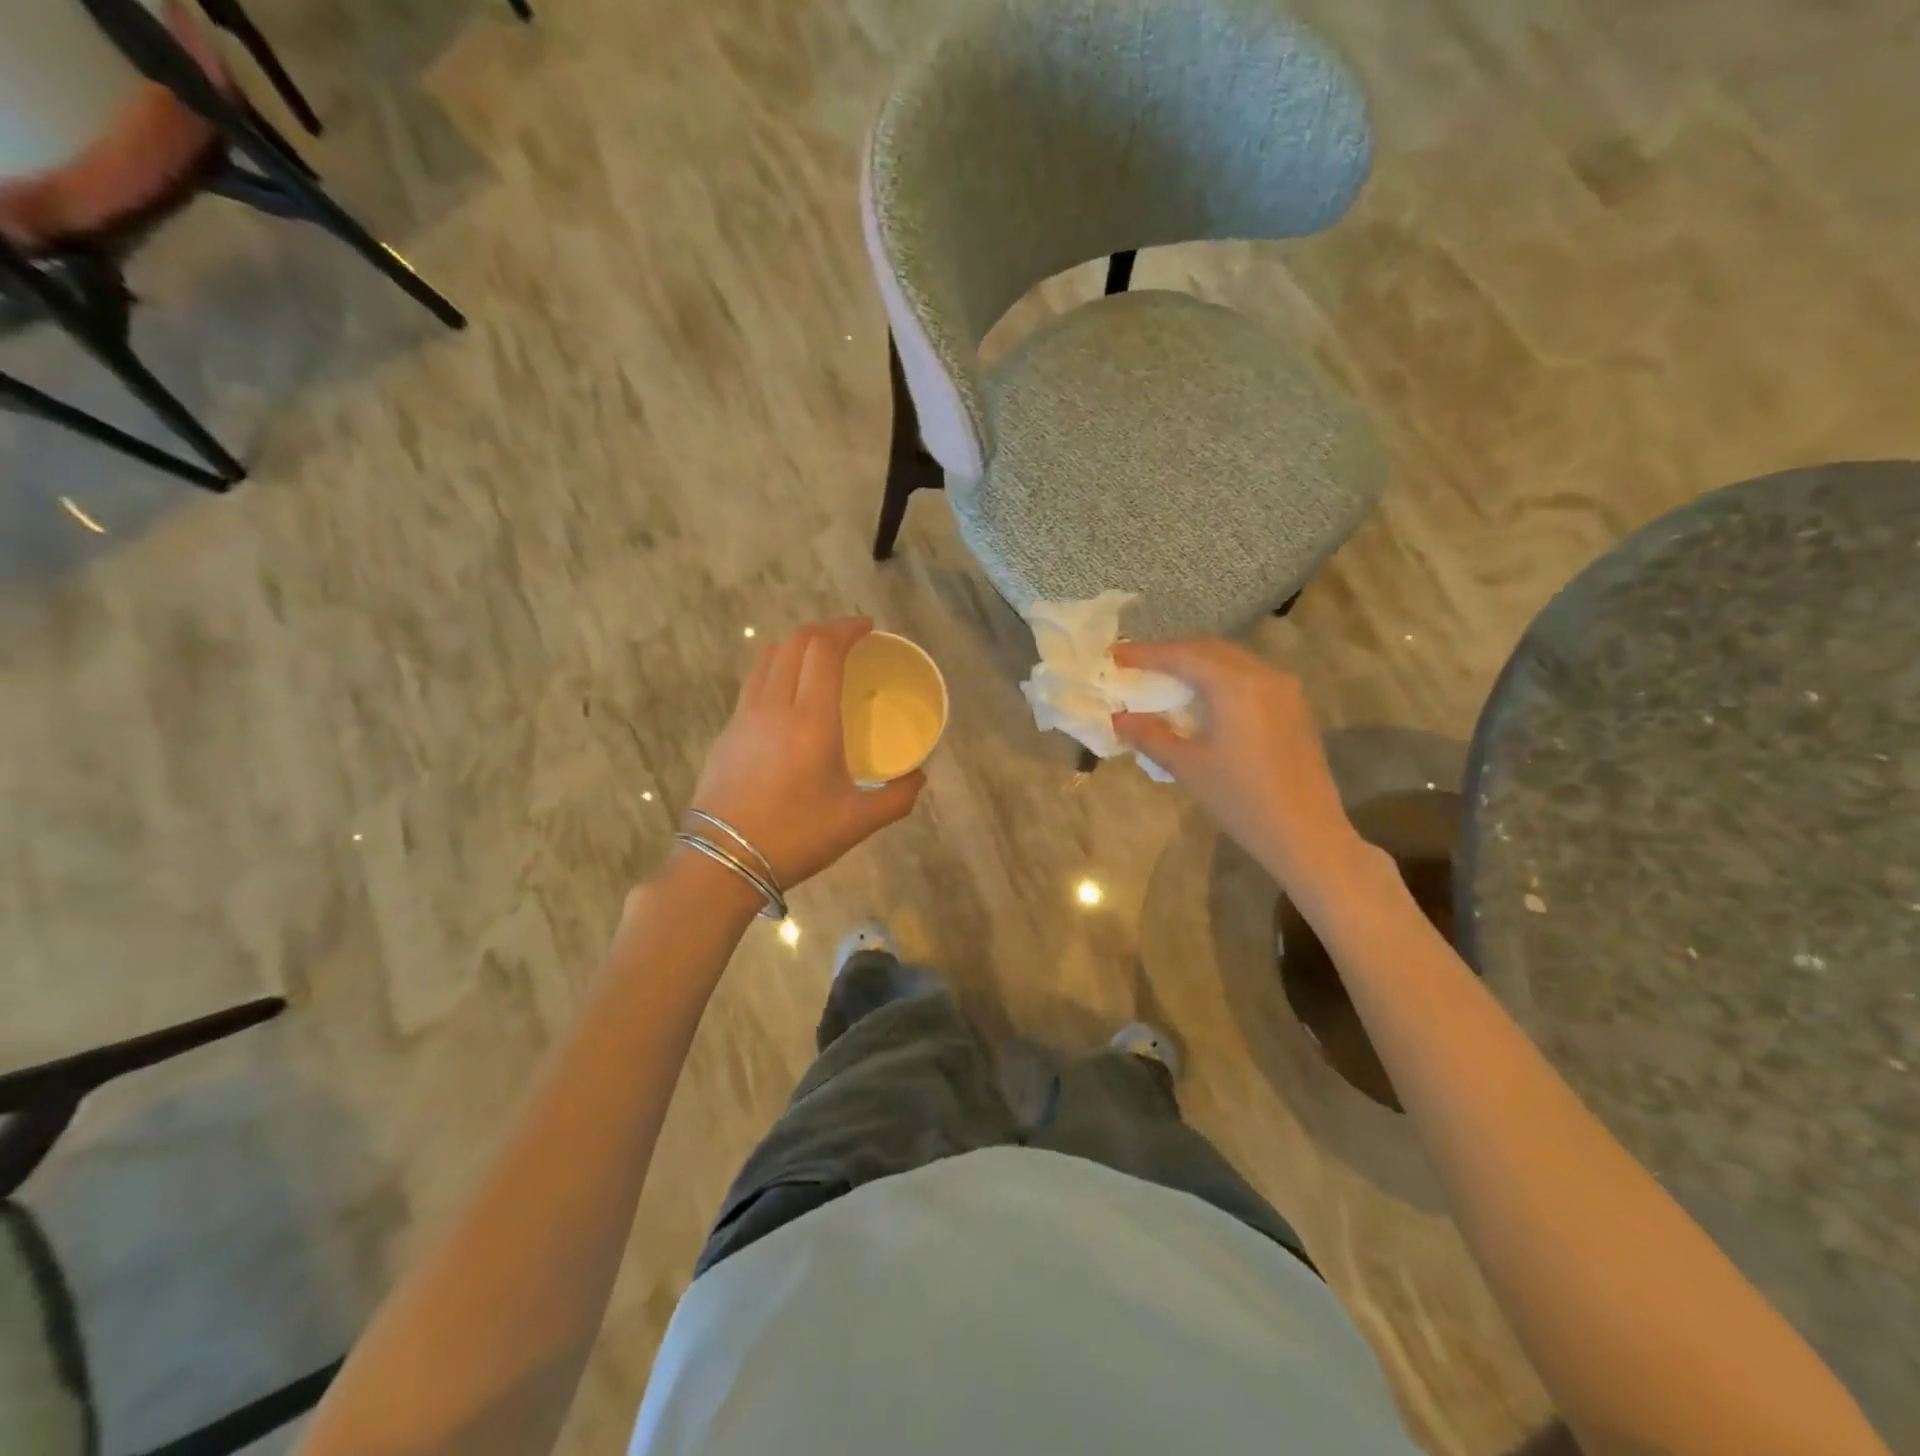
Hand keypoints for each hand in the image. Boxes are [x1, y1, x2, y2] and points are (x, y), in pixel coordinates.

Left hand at [688, 619, 924, 889]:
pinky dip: (776, 669)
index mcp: (812, 720)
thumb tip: (919, 777)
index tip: (868, 628)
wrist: (722, 862)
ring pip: (768, 657)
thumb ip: (898, 797)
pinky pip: (753, 682)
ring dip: (796, 645)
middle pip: (795, 642)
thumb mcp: (858, 822)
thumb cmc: (796, 837)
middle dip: (825, 630)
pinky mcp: (726, 732)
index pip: (825, 650)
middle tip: (850, 639)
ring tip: (819, 658)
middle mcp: (775, 706)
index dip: (847, 629)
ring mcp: (744, 716)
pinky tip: (788, 694)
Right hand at [1111, 639, 1361, 892]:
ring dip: (1196, 665)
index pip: (1183, 656)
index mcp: (1236, 685)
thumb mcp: (1187, 766)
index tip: (1114, 655)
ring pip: (1232, 662)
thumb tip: (1119, 718)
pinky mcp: (1294, 708)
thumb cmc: (1242, 800)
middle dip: (1171, 654)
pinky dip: (1218, 679)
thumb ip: (1150, 735)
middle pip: (1209, 650)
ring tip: (1164, 678)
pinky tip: (1202, 699)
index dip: (1146, 653)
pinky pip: (1249, 678)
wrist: (1306, 834)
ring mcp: (1285, 690)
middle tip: (1136, 664)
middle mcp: (1264, 675)